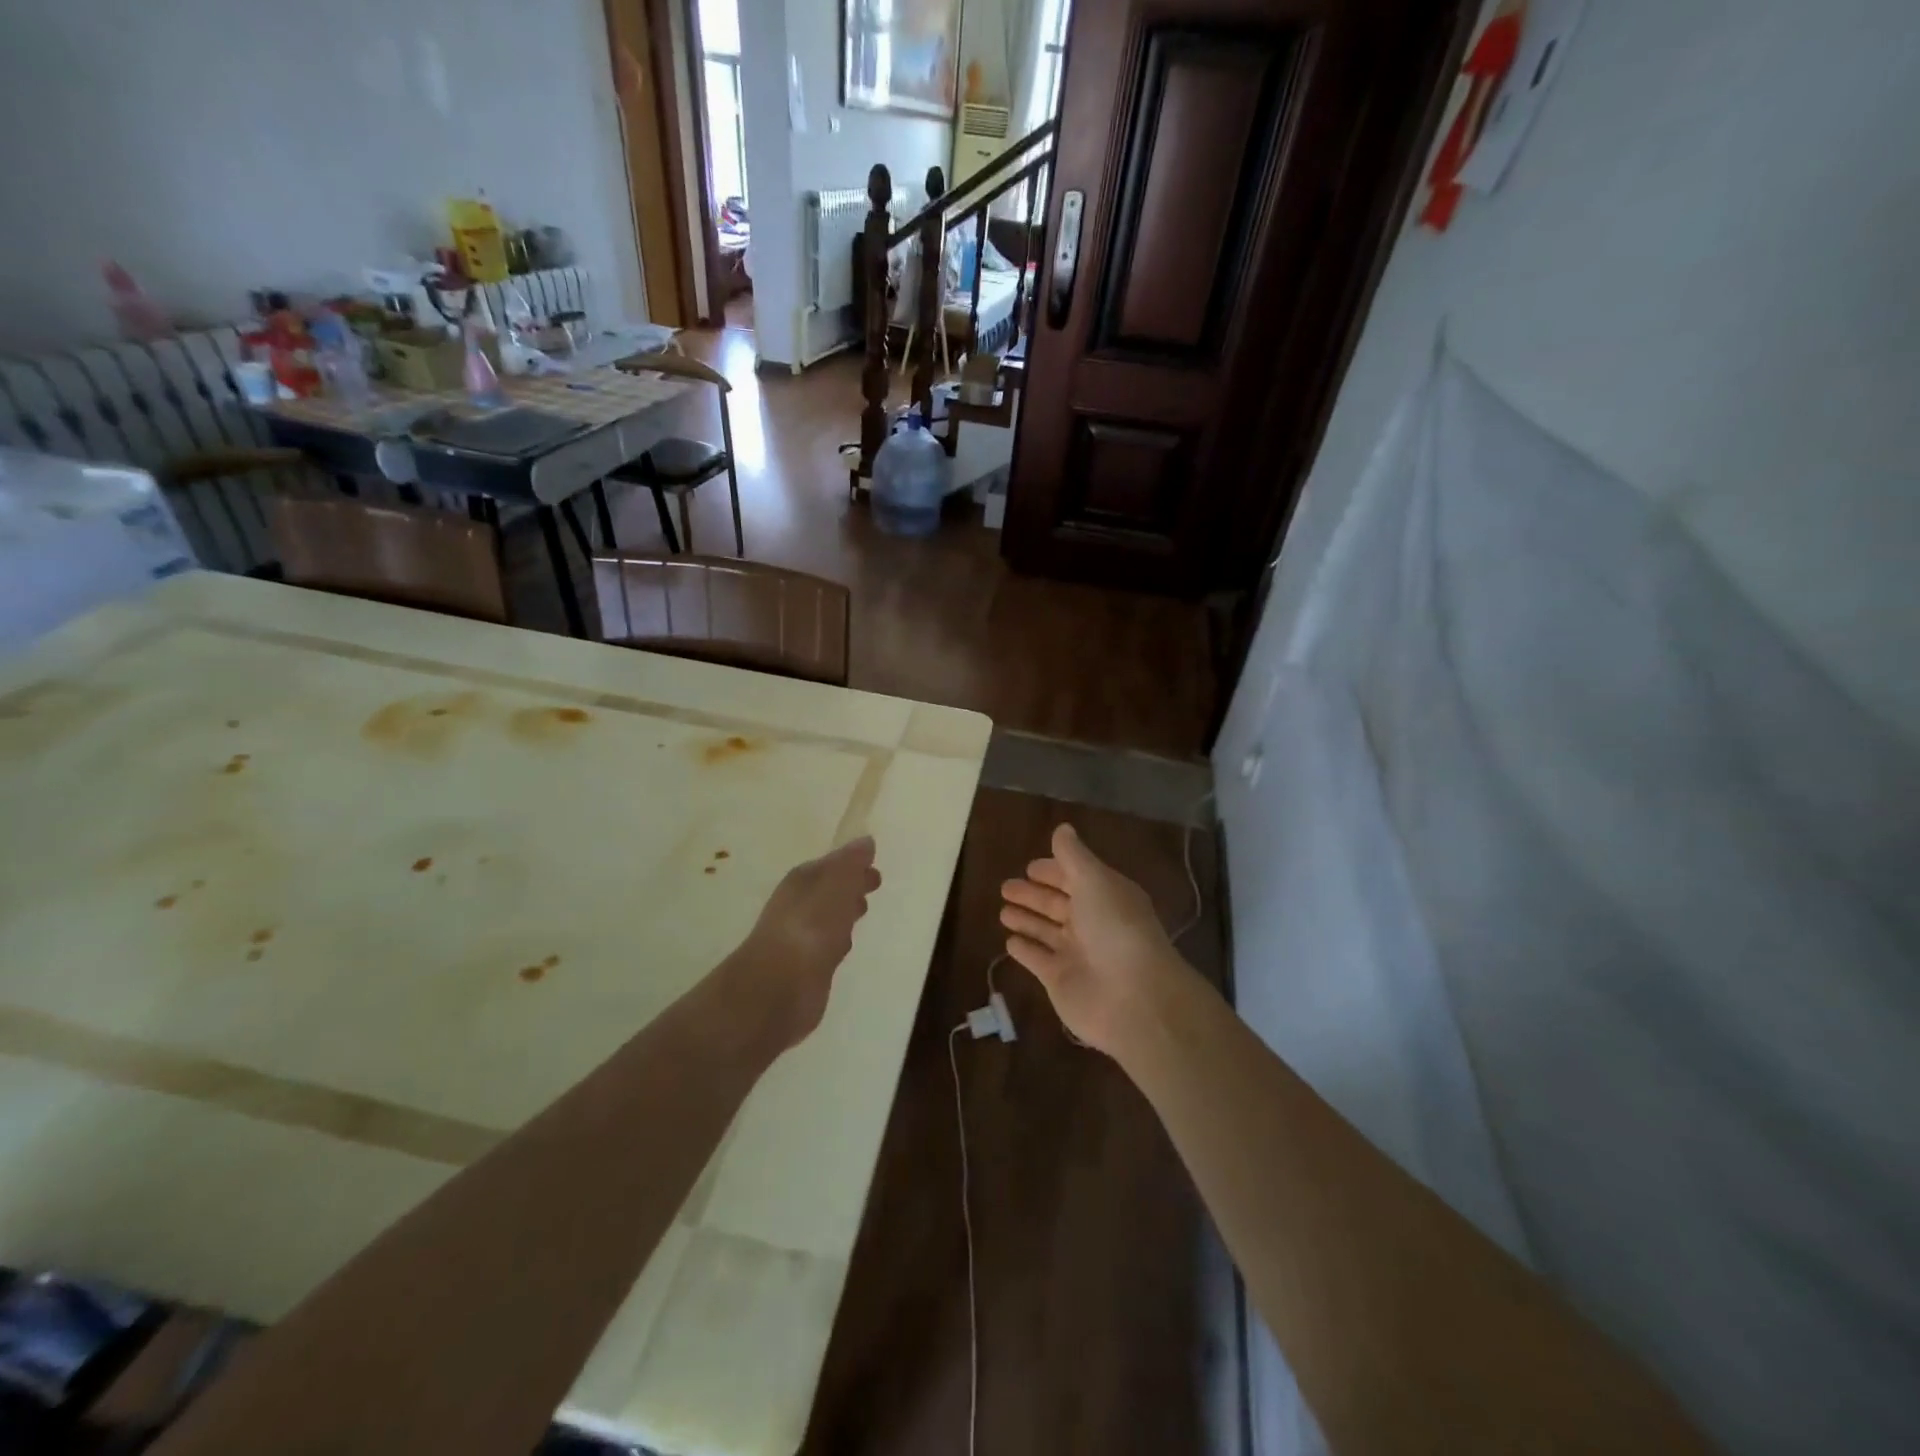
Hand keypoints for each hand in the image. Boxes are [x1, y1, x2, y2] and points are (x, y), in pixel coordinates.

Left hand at [731, 836, 881, 1051]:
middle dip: (850, 886)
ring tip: (861, 910)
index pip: (831, 865)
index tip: (874, 865)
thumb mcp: (837, 884)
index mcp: (802, 881)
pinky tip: (845, 946)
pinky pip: (828, 945)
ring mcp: (801, 938)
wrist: (778, 987)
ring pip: (829, 917)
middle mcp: (799, 905)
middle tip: (873, 884)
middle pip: (829, 889)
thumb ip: (851, 863)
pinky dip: (839, 940)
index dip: (852, 863)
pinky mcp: (807, 967)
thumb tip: (866, 841)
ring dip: (844, 912)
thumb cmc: (811, 927)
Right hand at [1000, 823, 1190, 1055]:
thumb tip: (1062, 828)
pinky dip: (1025, 950)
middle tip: (1006, 886)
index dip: (1054, 871)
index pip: (1076, 878)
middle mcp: (1092, 923)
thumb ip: (1073, 856)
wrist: (1133, 998)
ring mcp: (1076, 954)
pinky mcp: (1060, 980)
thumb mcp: (1094, 881)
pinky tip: (1009, 942)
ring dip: (1027, 920)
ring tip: (1003, 911)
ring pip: (1045, 931)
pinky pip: (1037, 960)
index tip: (1030, 866)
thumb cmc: (1115, 928)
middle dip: (1034, 895)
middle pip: (1058, 904)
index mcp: (1106, 896)